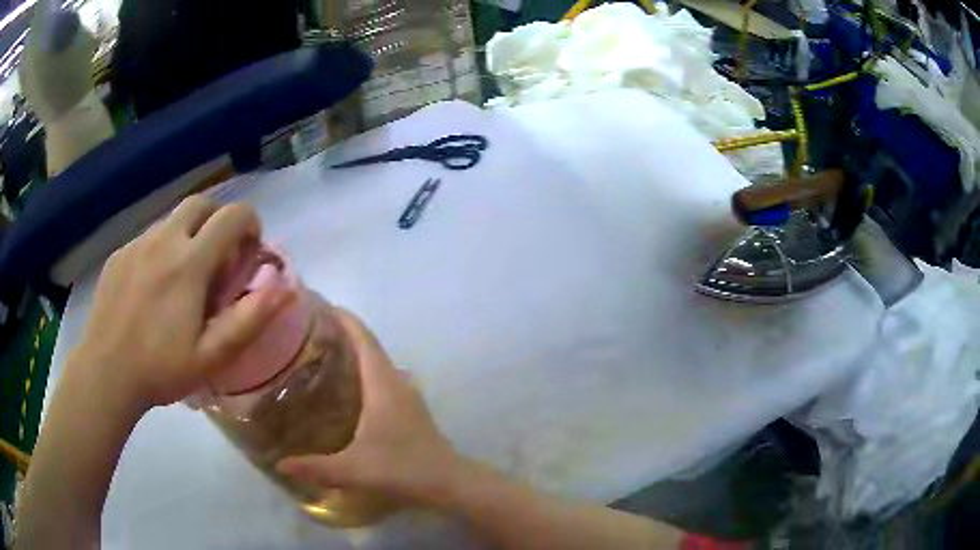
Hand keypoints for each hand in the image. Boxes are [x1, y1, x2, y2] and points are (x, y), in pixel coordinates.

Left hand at [71, 196, 293, 410]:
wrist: (105, 372)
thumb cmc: (161, 369)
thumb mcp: (212, 356)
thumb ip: (249, 319)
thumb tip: (285, 288)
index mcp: (189, 262)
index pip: (232, 215)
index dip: (250, 223)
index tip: (249, 250)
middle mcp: (164, 240)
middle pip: (201, 203)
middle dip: (218, 220)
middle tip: (218, 257)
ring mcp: (137, 244)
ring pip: (172, 220)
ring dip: (189, 236)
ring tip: (183, 278)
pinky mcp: (119, 254)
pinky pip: (148, 238)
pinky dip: (162, 250)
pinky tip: (153, 288)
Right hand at [277, 309, 463, 506]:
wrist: (449, 483)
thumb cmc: (403, 469)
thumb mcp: (355, 469)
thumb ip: (315, 467)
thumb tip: (279, 464)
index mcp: (384, 385)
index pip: (364, 340)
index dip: (346, 319)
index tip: (323, 305)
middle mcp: (398, 382)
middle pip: (371, 347)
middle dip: (345, 333)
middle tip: (313, 332)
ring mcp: (408, 396)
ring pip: (379, 364)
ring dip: (357, 353)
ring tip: (326, 356)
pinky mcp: (411, 410)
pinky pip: (385, 380)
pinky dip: (366, 373)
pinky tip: (351, 391)